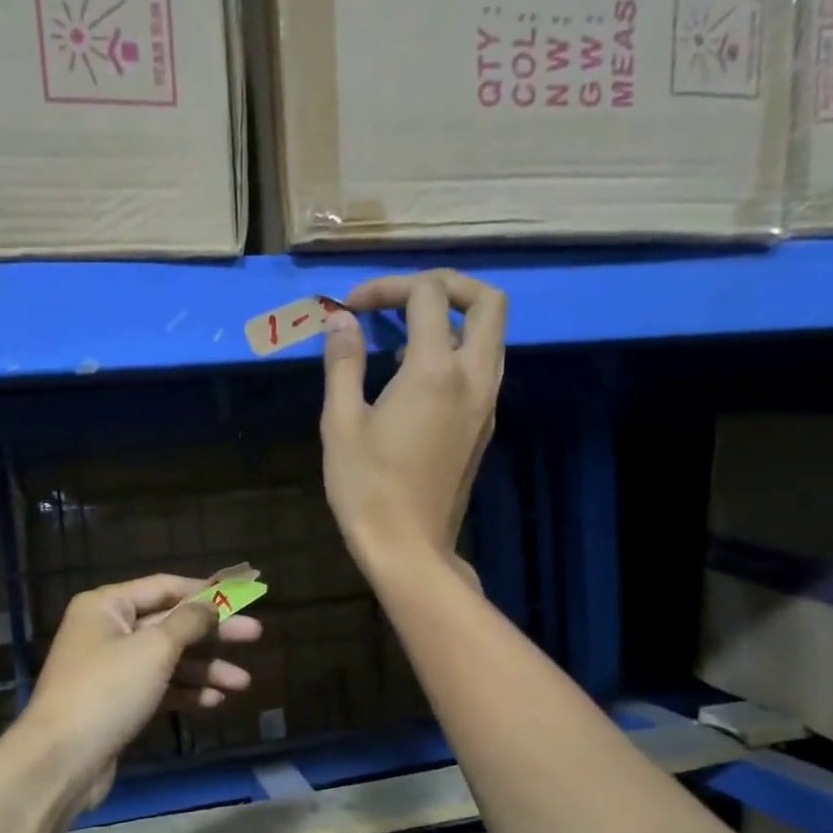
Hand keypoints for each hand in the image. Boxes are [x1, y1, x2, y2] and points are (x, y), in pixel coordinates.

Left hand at [14, 574, 262, 813]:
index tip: (242, 594)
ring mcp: (112, 669)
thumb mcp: (154, 649)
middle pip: (170, 624)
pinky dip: (186, 693)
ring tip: (243, 682)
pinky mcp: (118, 703)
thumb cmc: (107, 690)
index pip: (164, 587)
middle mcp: (107, 631)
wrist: (60, 761)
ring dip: (205, 669)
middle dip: (213, 633)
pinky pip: (159, 688)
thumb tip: (210, 603)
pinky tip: (216, 702)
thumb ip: (188, 622)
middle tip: (255, 635)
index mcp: (107, 606)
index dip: (204, 590)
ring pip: (168, 660)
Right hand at [320, 270, 506, 583]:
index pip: (428, 294)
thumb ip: (343, 362)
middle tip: (402, 298)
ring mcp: (486, 403)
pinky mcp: (484, 426)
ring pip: (492, 335)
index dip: (388, 287)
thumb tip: (341, 320)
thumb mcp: (341, 423)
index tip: (352, 308)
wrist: (409, 547)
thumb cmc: (366, 488)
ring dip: (454, 318)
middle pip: (488, 301)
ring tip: (403, 335)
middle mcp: (474, 378)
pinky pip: (483, 366)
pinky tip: (413, 376)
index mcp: (435, 371)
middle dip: (446, 285)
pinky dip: (457, 350)